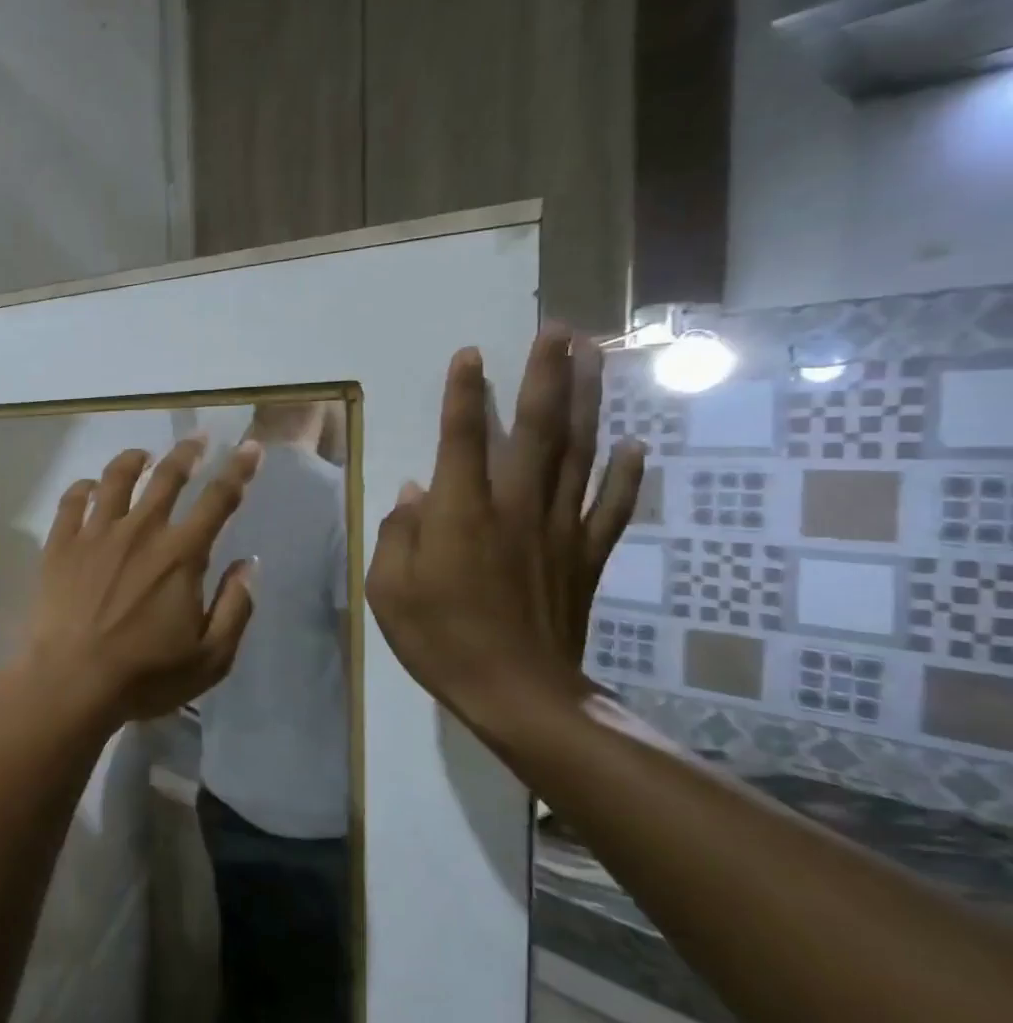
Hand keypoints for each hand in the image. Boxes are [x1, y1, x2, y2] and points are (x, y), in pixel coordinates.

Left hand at [21, 437, 260, 722]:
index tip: (250, 447)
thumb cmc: (145, 675)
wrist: (70, 681)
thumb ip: (237, 607)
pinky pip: (72, 501)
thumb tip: (250, 564)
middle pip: (167, 477)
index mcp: (181, 554)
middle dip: (187, 452)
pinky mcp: (60, 544)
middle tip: (197, 438)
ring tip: (142, 455)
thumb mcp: (211, 657)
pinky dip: (84, 487)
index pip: (219, 499)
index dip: (239, 470)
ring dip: (134, 460)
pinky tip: (89, 487)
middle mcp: (140, 530)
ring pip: (116, 478)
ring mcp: (95, 533)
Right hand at [365, 326, 644, 730]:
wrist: (516, 692)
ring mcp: (558, 529)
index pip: (461, 439)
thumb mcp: (388, 589)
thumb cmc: (439, 638)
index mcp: (461, 514)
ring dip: (587, 402)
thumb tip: (413, 493)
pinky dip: (625, 476)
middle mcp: (515, 507)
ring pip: (579, 453)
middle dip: (546, 376)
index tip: (470, 353)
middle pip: (537, 429)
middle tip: (559, 330)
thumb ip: (397, 534)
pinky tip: (634, 447)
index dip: (464, 394)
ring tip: (594, 359)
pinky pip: (610, 508)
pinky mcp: (585, 556)